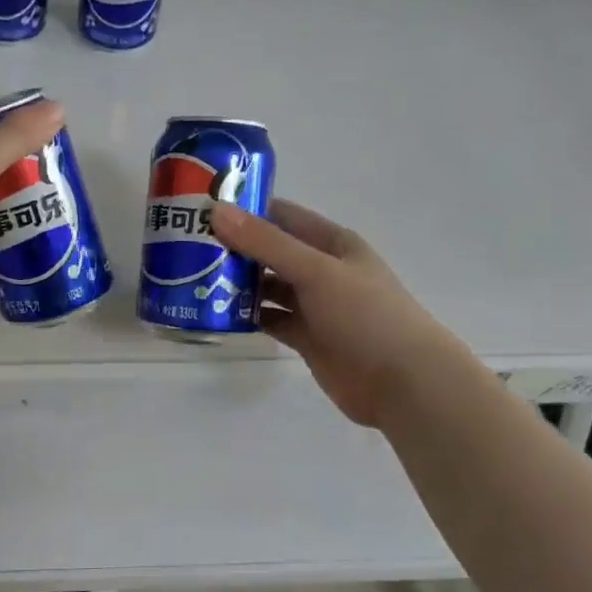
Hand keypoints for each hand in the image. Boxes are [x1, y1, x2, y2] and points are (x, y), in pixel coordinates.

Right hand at [211, 198, 457, 428]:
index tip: (202, 208)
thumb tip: (216, 211)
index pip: (282, 215)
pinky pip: (270, 318)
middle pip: (270, 251)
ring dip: (237, 283)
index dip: (246, 209)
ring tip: (194, 278)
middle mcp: (322, 269)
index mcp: (332, 243)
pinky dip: (248, 315)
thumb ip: (266, 243)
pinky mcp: (307, 337)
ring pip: (268, 286)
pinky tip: (218, 313)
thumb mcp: (315, 271)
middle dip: (234, 248)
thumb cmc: (365, 316)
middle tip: (187, 246)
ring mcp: (315, 305)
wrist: (404, 384)